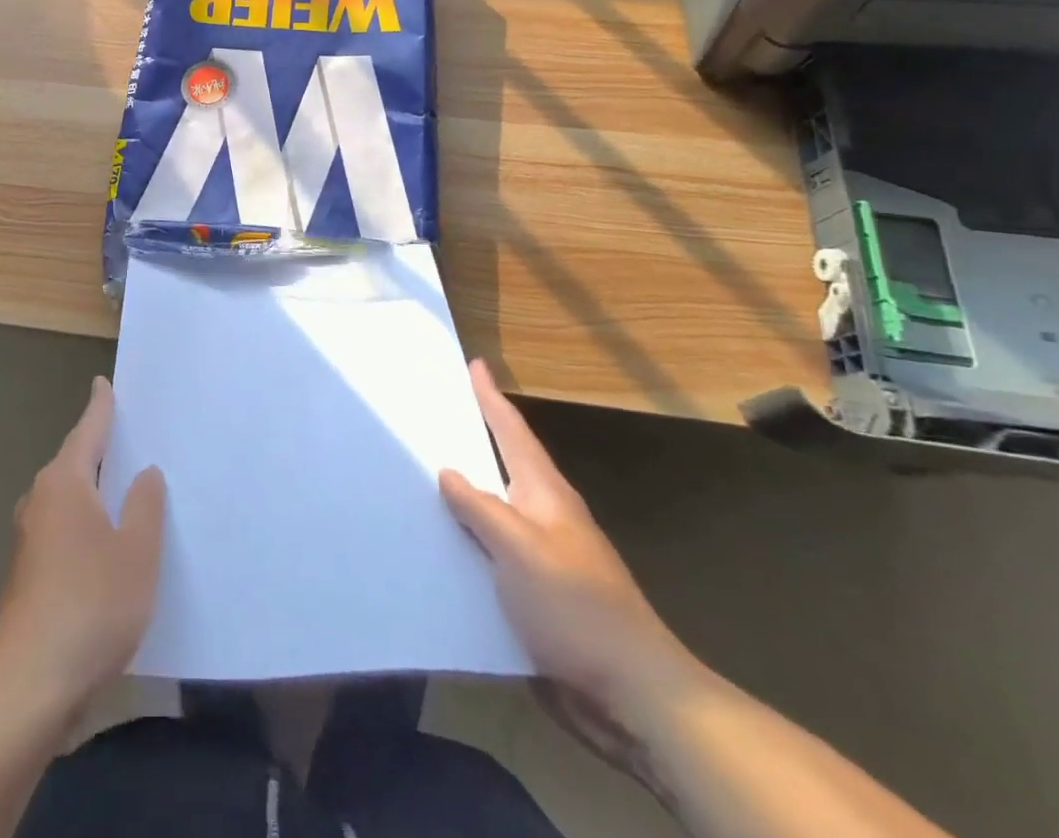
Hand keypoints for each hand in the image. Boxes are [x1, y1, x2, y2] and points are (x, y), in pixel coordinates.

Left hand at [0, 376, 165, 716]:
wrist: (29, 684)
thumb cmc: (91, 604)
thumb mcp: (137, 552)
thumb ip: (146, 506)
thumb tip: (144, 474)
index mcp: (65, 483)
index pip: (88, 431)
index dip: (100, 407)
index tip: (103, 384)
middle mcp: (41, 501)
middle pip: (75, 462)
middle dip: (100, 449)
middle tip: (131, 436)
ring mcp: (29, 539)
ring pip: (68, 499)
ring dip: (93, 490)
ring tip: (126, 488)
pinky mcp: (28, 573)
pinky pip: (63, 528)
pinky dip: (86, 522)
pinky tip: (107, 543)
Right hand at [439, 361, 701, 726]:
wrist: (633, 693)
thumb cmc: (575, 608)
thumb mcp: (520, 550)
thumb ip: (480, 508)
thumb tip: (448, 471)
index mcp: (545, 495)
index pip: (513, 432)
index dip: (491, 398)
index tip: (475, 364)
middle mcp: (546, 517)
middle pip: (505, 464)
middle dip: (475, 436)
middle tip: (439, 411)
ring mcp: (545, 556)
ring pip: (496, 509)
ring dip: (467, 490)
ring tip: (425, 472)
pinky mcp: (538, 594)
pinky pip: (494, 551)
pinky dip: (469, 538)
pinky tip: (443, 546)